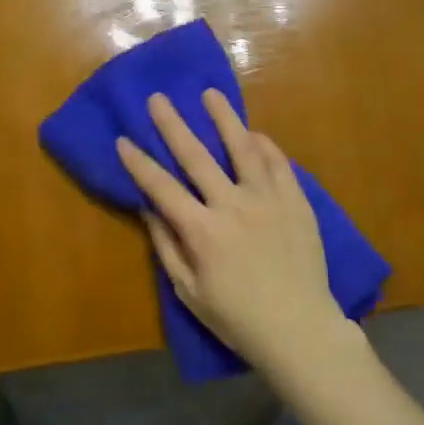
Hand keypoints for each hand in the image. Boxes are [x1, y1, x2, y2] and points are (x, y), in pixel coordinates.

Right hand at [117, 90, 349, 379]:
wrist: (300, 330)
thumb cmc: (237, 318)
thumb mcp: (189, 291)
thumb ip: (167, 246)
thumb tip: (148, 209)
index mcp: (202, 231)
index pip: (162, 188)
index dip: (139, 163)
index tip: (123, 140)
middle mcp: (233, 206)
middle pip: (197, 157)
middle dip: (173, 125)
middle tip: (158, 98)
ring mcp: (268, 200)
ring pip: (243, 148)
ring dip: (224, 119)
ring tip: (210, 94)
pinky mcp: (296, 202)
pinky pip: (279, 164)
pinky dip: (264, 145)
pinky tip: (254, 132)